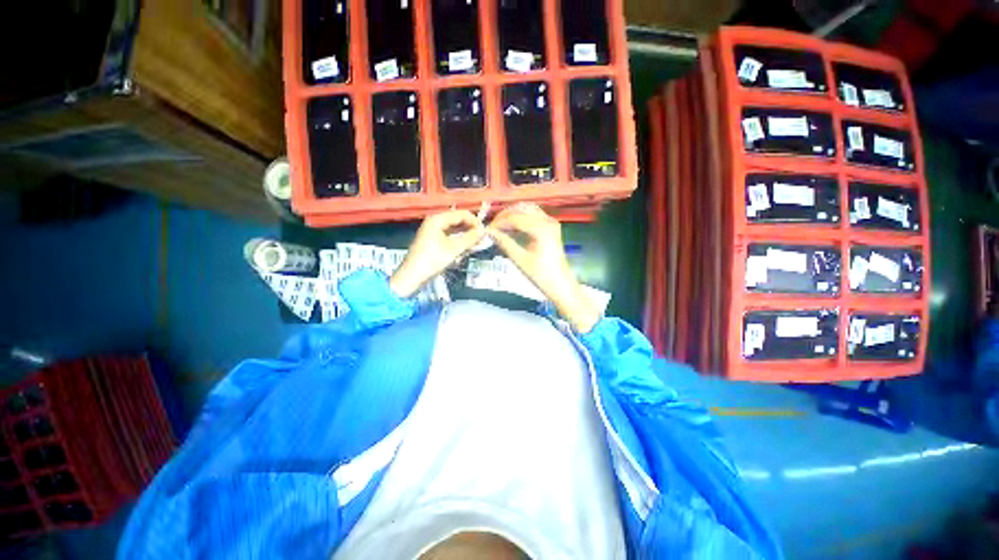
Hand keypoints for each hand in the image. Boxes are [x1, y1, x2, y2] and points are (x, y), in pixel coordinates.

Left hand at [390, 210, 485, 297]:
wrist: (412, 276)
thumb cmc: (433, 260)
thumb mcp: (454, 249)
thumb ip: (470, 238)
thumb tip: (484, 231)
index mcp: (438, 219)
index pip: (461, 214)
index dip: (474, 221)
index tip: (485, 232)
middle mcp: (434, 221)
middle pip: (457, 220)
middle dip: (470, 228)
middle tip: (481, 239)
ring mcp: (432, 231)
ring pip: (454, 229)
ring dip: (465, 235)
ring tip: (475, 244)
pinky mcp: (432, 240)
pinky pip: (449, 236)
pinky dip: (458, 241)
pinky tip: (464, 248)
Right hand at [488, 204, 601, 332]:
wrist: (561, 285)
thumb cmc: (541, 275)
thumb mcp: (520, 260)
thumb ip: (505, 243)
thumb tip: (489, 232)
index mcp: (541, 229)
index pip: (515, 218)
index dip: (499, 222)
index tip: (487, 230)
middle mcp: (547, 221)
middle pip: (521, 209)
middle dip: (505, 215)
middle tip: (492, 227)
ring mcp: (550, 223)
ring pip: (527, 210)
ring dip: (512, 215)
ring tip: (499, 227)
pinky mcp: (550, 227)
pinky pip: (533, 216)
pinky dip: (521, 219)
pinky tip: (511, 228)